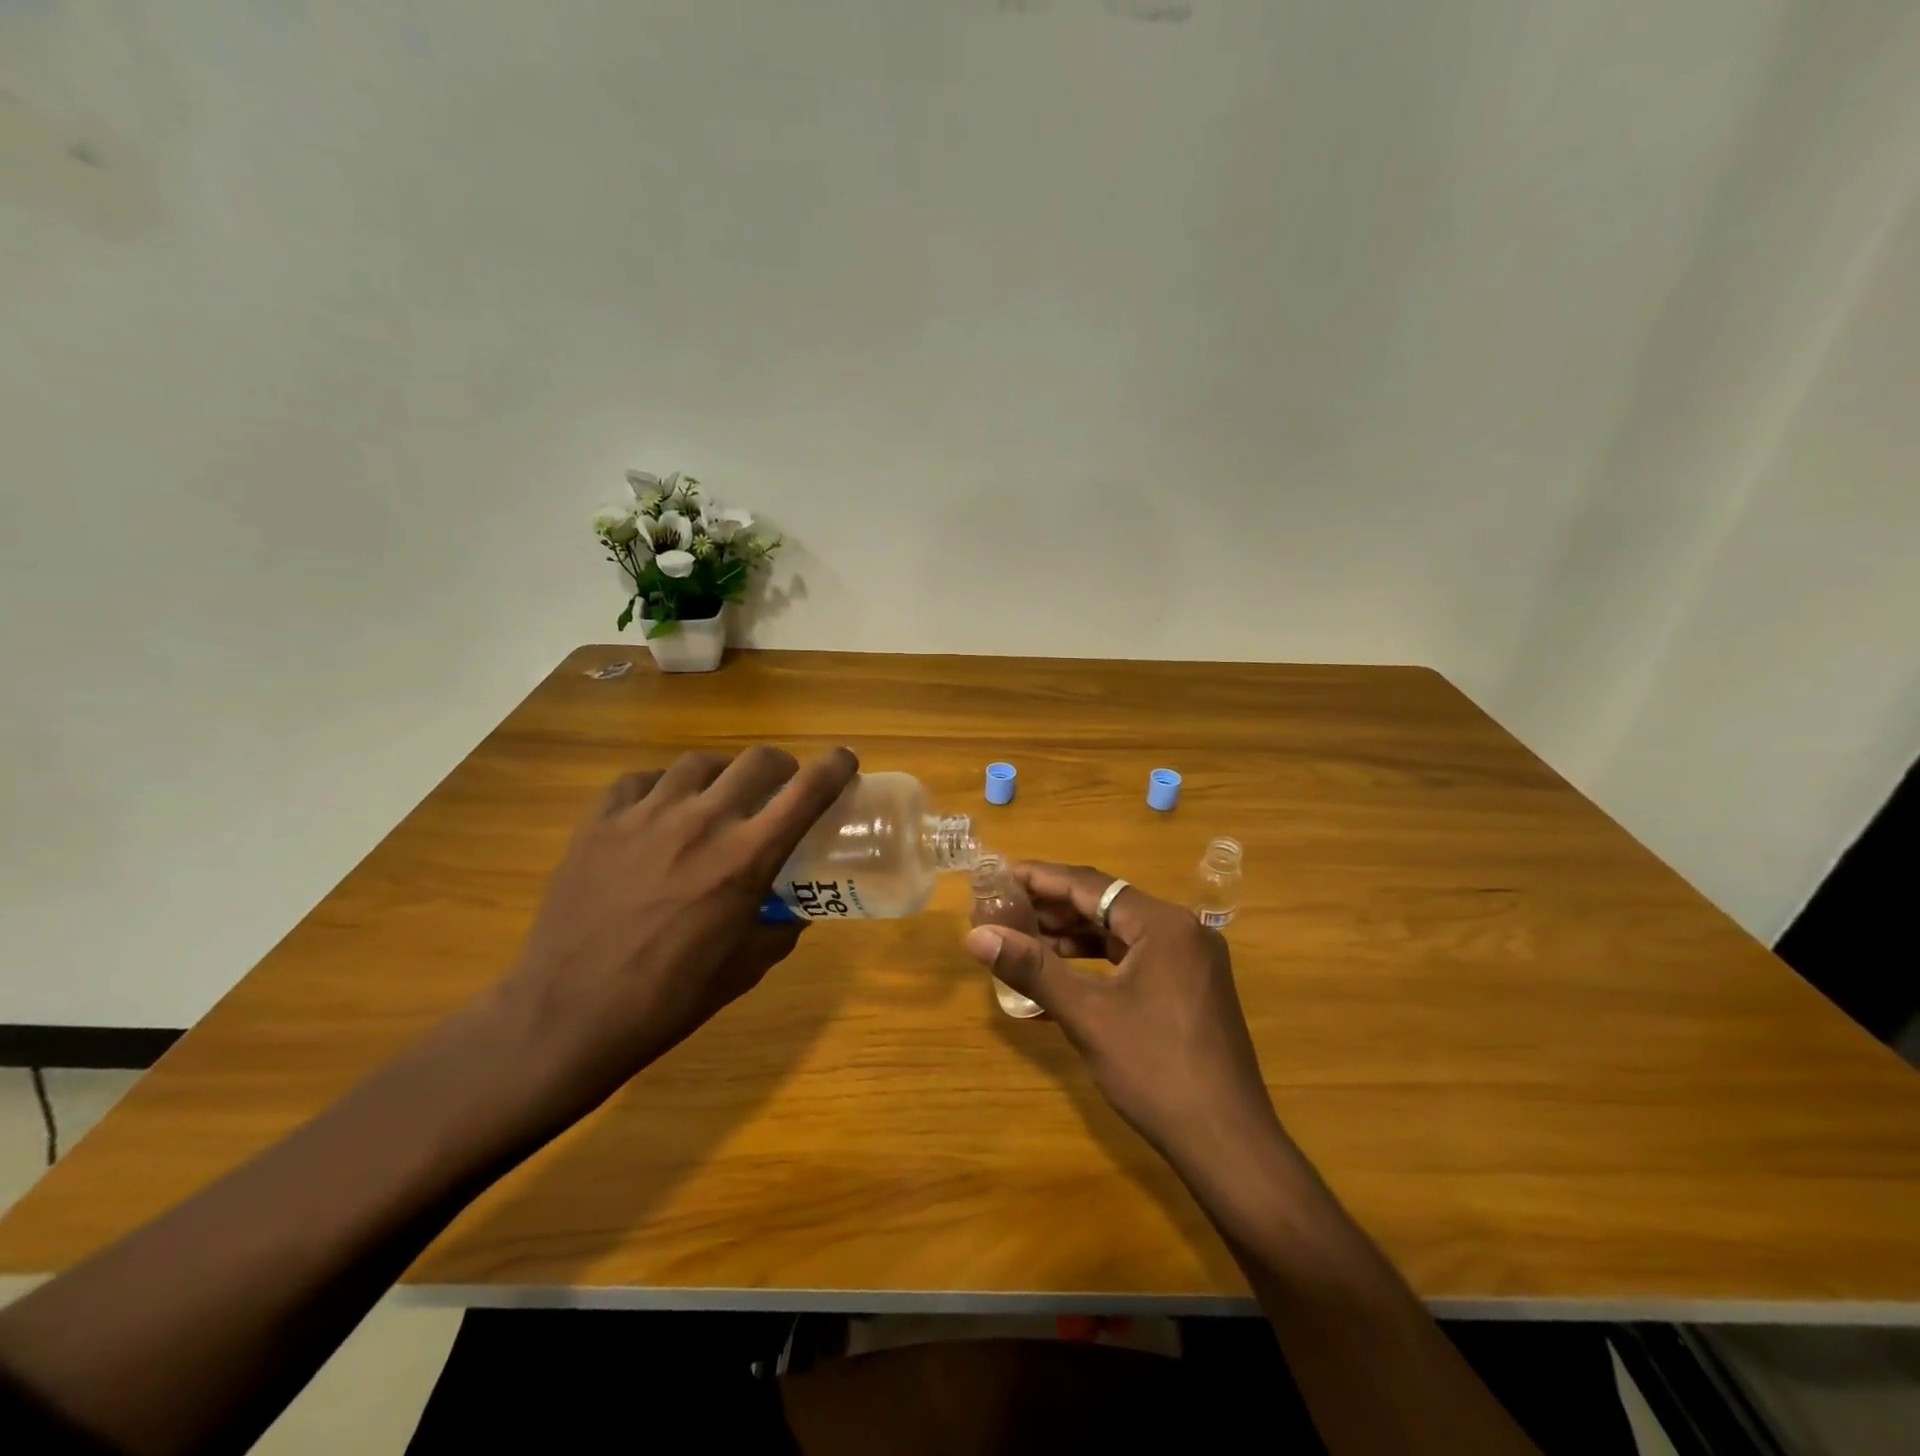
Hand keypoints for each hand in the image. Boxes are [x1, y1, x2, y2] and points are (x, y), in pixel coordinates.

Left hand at [500, 745, 858, 1104]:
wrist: (568, 1015)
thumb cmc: (669, 999)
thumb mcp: (745, 968)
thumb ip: (780, 929)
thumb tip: (796, 910)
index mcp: (745, 859)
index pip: (807, 792)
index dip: (835, 767)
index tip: (846, 760)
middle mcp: (702, 822)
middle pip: (757, 761)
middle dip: (781, 766)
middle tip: (780, 785)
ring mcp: (645, 815)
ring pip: (699, 763)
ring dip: (723, 773)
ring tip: (718, 795)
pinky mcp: (600, 821)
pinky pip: (641, 780)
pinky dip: (662, 787)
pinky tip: (659, 810)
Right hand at [963, 863, 1277, 1171]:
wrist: (1228, 1144)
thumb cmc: (1155, 1071)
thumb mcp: (1087, 1016)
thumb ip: (1032, 969)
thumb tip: (977, 935)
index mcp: (1163, 924)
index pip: (1090, 885)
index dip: (1040, 878)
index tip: (999, 876)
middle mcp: (1182, 930)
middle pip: (1106, 905)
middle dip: (1053, 908)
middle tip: (1004, 909)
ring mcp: (1191, 961)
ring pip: (1120, 933)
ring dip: (1073, 937)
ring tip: (1024, 940)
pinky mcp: (1191, 988)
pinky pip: (1135, 959)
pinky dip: (1098, 963)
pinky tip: (1062, 977)